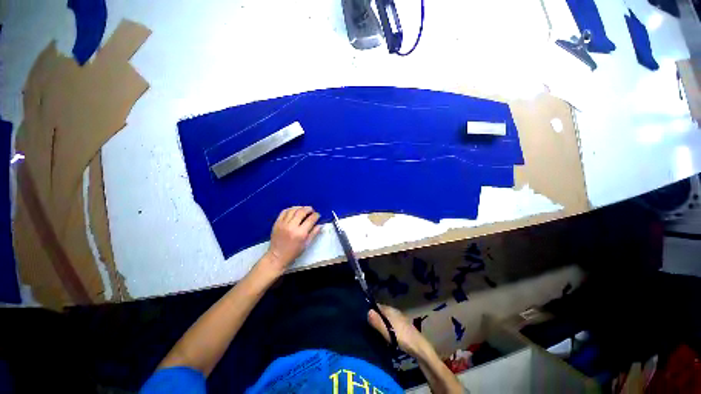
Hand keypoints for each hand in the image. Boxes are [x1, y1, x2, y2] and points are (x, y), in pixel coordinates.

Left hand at [262, 206, 320, 276]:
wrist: (277, 256)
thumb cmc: (293, 252)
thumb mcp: (306, 244)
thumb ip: (313, 233)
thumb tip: (320, 225)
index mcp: (300, 233)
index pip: (311, 219)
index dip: (316, 215)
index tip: (317, 215)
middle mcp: (291, 226)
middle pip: (301, 212)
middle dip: (308, 209)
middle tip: (311, 210)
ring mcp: (283, 224)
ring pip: (293, 210)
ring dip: (300, 207)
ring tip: (304, 209)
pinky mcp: (277, 223)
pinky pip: (284, 211)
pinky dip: (290, 209)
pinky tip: (294, 210)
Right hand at [368, 304, 431, 358]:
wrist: (419, 348)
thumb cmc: (402, 337)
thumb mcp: (388, 331)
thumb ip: (377, 322)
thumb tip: (367, 311)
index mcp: (390, 310)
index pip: (377, 306)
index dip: (369, 310)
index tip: (362, 317)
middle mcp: (394, 312)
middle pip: (381, 312)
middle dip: (374, 317)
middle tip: (365, 326)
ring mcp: (399, 319)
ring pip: (386, 319)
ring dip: (380, 324)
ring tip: (372, 332)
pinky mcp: (402, 327)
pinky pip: (390, 325)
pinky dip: (386, 328)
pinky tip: (383, 336)